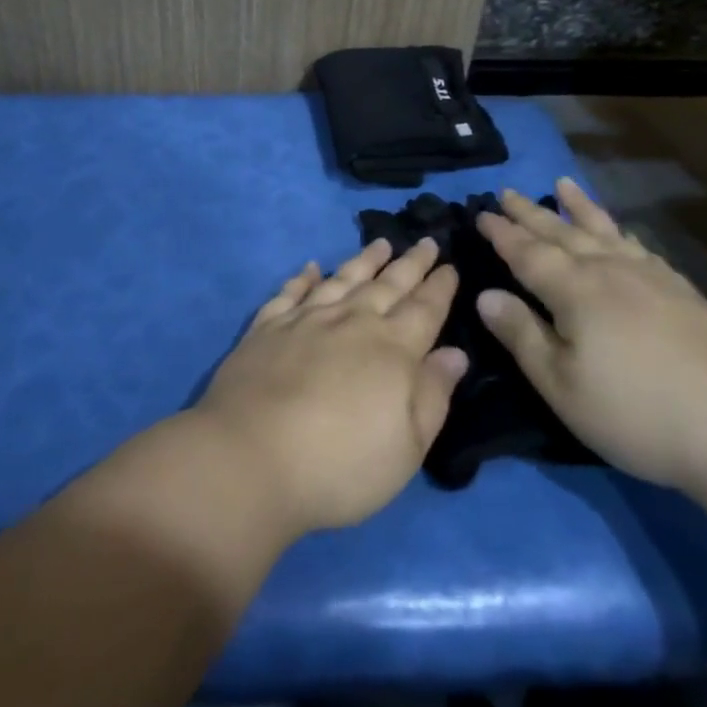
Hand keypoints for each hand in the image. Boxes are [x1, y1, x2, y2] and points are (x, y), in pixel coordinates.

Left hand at [191, 238, 468, 535]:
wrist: (250, 457)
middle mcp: (351, 322)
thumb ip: (433, 395)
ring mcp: (306, 320)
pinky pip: (291, 292)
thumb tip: (455, 353)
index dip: (439, 287)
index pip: (424, 309)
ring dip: (364, 260)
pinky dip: (303, 278)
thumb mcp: (407, 447)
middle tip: (427, 241)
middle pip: (388, 285)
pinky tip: (311, 268)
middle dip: (411, 263)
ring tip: (380, 243)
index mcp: (392, 350)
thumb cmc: (341, 465)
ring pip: (343, 280)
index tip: (451, 265)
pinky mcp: (267, 327)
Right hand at [475, 180, 706, 495]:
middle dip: (531, 213)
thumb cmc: (637, 413)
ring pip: (604, 230)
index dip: (502, 233)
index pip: (527, 252)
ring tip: (563, 185)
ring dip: (578, 208)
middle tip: (508, 192)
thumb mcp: (562, 385)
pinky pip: (639, 246)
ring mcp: (651, 276)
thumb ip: (522, 336)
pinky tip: (621, 234)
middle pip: (562, 232)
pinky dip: (621, 232)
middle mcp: (609, 270)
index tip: (481, 212)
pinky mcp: (683, 291)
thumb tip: (485, 295)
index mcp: (574, 290)